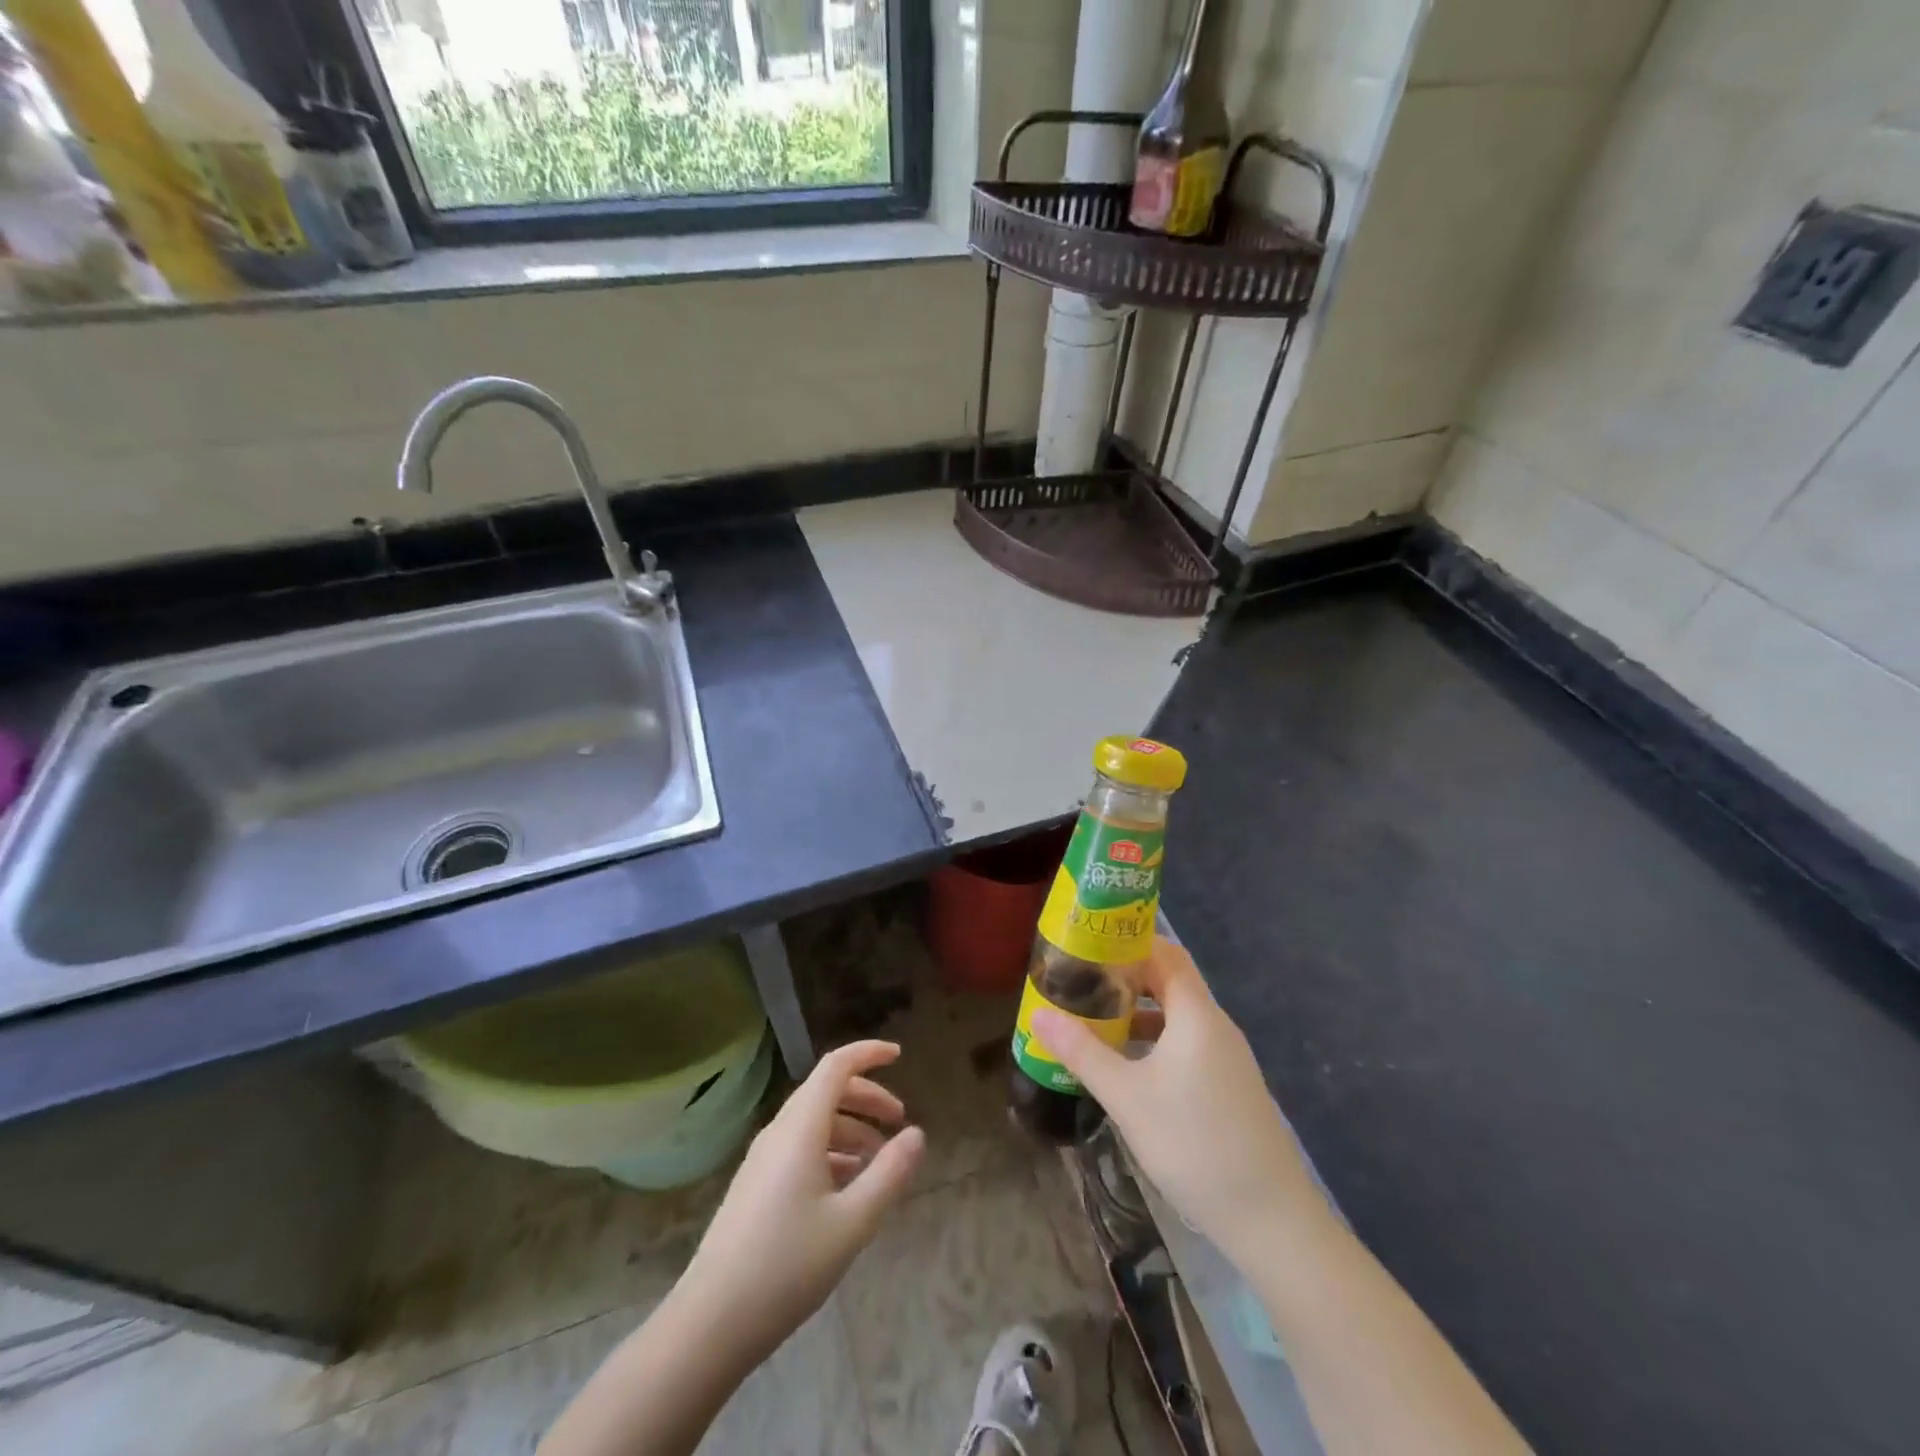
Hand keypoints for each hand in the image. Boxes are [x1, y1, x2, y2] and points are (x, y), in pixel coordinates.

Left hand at [679, 1039, 924, 1364]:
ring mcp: (763, 1160)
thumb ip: (889, 1173)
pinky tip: (847, 1187)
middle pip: (827, 1091)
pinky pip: (800, 1148)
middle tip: (899, 1121)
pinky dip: (831, 1151)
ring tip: (880, 1160)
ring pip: (814, 1122)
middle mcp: (779, 1132)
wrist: (710, 1323)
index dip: (868, 1053)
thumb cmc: (787, 1266)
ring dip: (851, 1128)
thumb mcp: (852, 1222)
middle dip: (867, 1097)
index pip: (836, 1066)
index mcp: (801, 1128)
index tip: (899, 1056)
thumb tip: (917, 1134)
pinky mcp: (756, 1186)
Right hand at [1033, 939, 1325, 1264]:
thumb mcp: (1127, 1097)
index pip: (1164, 953)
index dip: (1128, 941)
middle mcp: (1215, 1025)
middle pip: (1170, 981)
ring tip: (1095, 1018)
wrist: (1270, 1220)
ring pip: (1177, 1015)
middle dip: (1126, 976)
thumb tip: (1038, 1015)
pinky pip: (1186, 1042)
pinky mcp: (1228, 1085)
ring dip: (1139, 1010)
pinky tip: (1128, 1064)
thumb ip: (1081, 1052)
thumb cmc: (1194, 1144)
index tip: (1088, 943)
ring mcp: (1226, 1057)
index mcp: (1196, 1014)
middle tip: (1081, 979)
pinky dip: (1155, 1039)